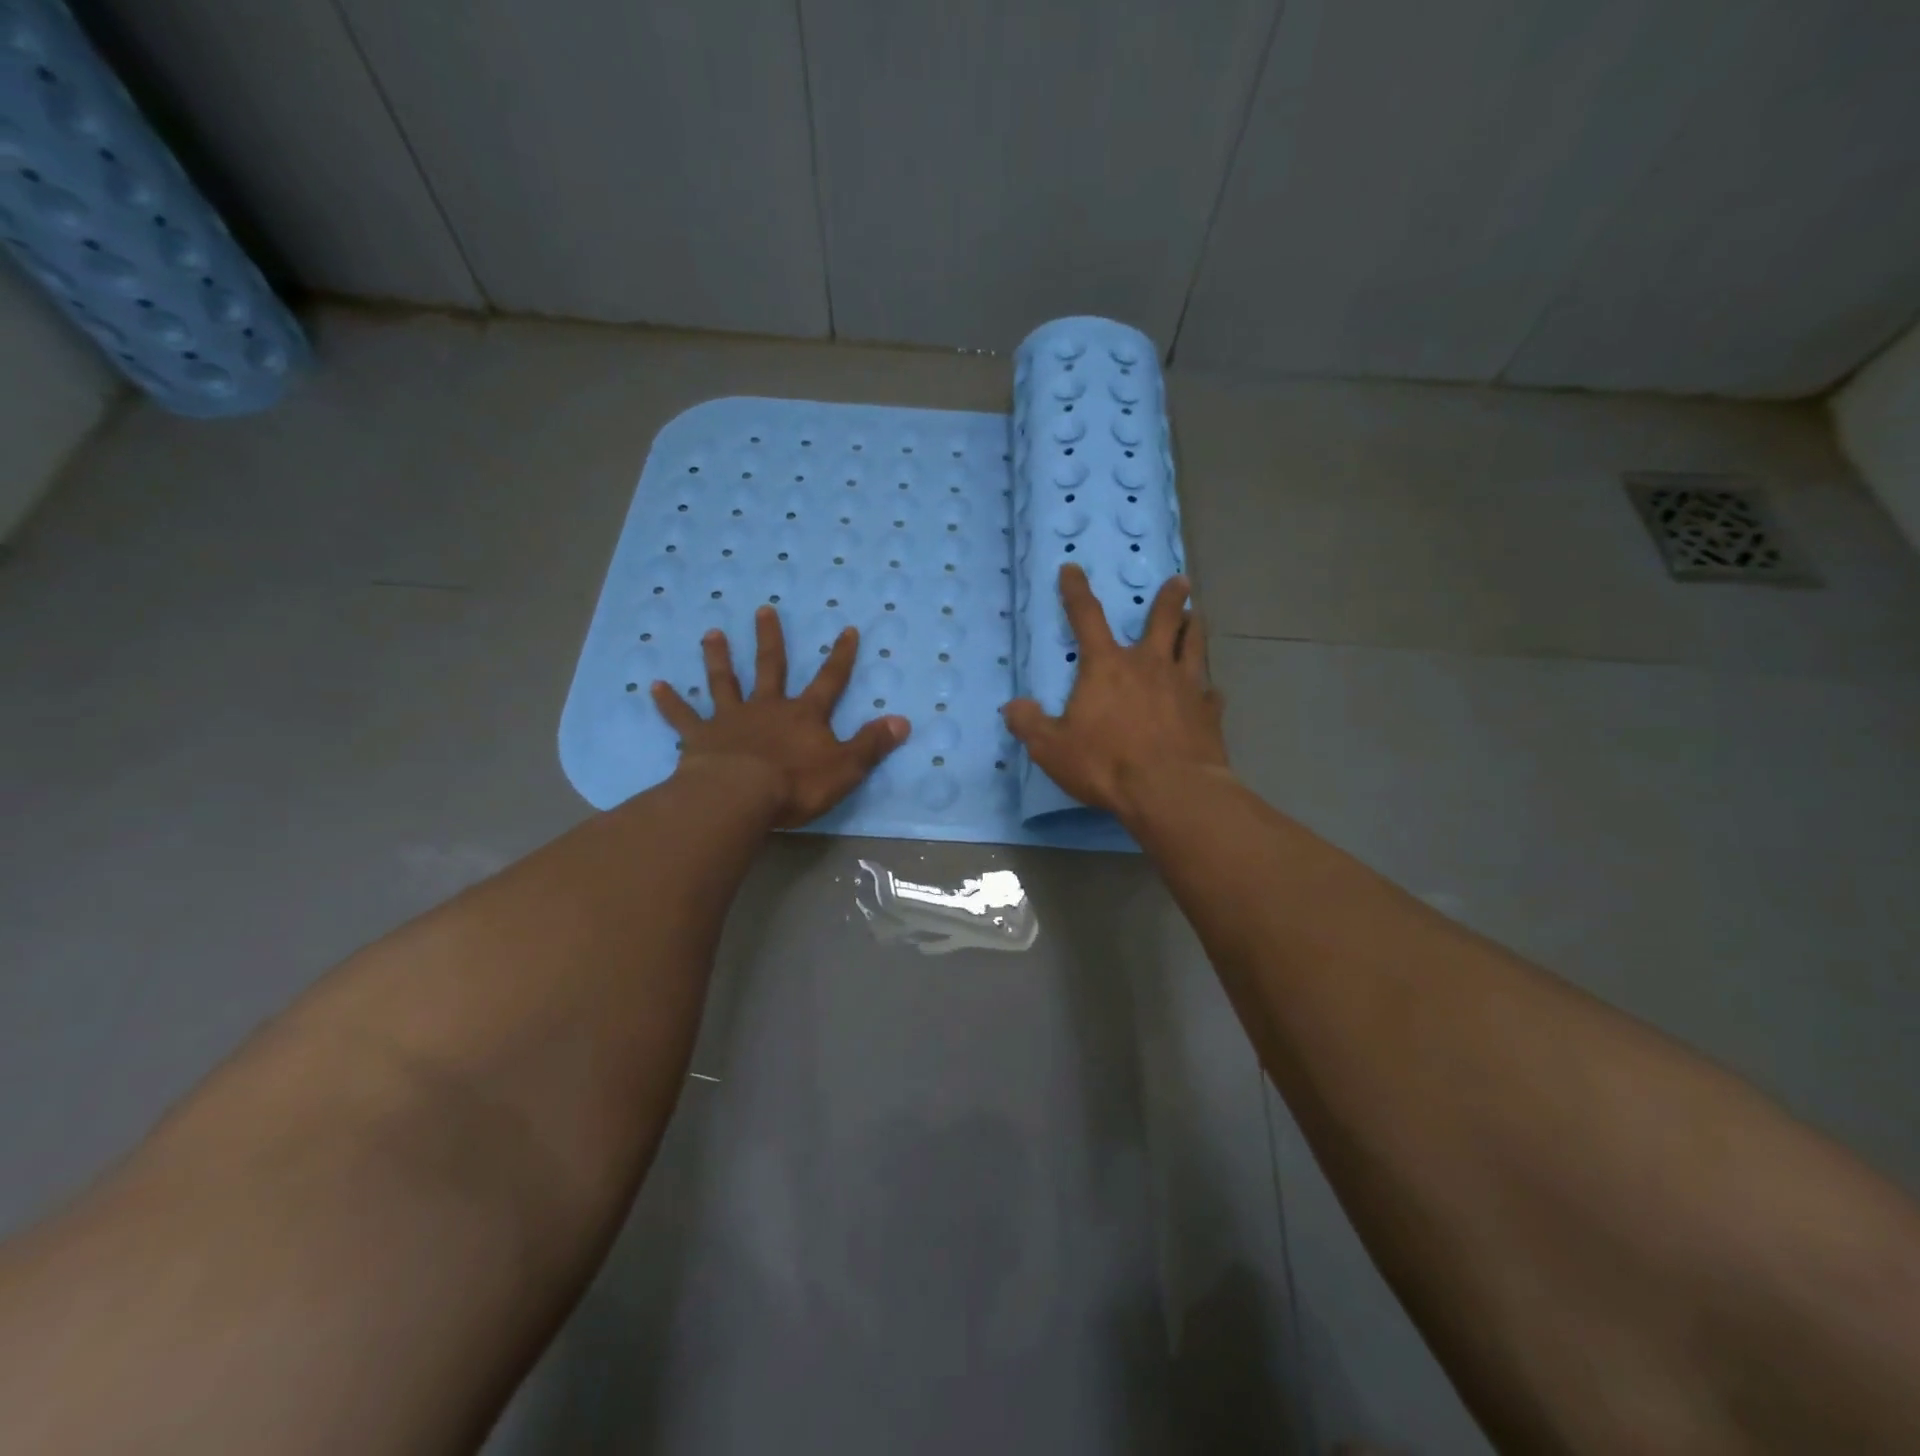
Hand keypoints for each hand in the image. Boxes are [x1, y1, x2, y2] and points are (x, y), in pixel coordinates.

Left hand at [652, 606, 910, 827]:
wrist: (739, 797)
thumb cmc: (795, 785)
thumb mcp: (845, 768)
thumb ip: (872, 744)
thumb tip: (903, 721)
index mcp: (803, 715)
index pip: (829, 680)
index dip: (841, 656)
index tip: (847, 629)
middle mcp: (767, 708)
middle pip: (770, 667)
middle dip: (771, 639)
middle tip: (764, 610)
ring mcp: (730, 719)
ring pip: (724, 682)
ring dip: (718, 658)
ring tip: (712, 633)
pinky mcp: (700, 738)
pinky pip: (682, 717)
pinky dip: (668, 702)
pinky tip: (652, 685)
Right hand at [1002, 565, 1228, 819]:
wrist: (1169, 791)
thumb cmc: (1105, 764)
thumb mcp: (1051, 748)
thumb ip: (1030, 724)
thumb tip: (1013, 707)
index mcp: (1106, 667)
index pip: (1086, 617)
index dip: (1076, 591)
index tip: (1073, 568)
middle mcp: (1149, 666)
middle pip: (1162, 620)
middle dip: (1169, 598)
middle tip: (1179, 581)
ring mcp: (1185, 686)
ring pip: (1194, 645)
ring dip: (1194, 627)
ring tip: (1196, 616)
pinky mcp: (1208, 713)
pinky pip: (1211, 693)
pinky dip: (1208, 689)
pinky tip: (1211, 692)